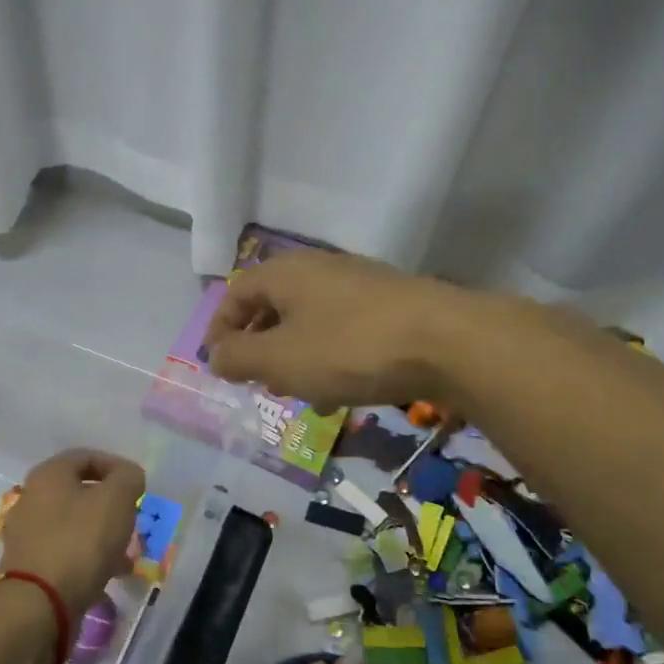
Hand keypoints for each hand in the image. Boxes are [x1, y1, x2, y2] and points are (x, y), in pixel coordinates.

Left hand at [0, 449, 145, 627]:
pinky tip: (109, 572)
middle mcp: (32, 497)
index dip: (116, 466)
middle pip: (79, 491)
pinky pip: (66, 549)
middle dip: (111, 504)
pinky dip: (89, 555)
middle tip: (132, 519)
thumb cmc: (81, 541)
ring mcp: (27, 532)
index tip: (138, 487)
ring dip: (102, 532)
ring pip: (74, 523)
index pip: (86, 456)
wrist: (40, 603)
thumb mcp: (116, 500)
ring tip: (127, 552)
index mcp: (48, 474)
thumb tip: (128, 476)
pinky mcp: (29, 563)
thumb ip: (128, 478)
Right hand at [202, 251, 460, 411]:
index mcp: (285, 274)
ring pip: (310, 321)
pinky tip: (339, 394)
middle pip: (274, 305)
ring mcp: (359, 285)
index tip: (216, 364)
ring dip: (294, 356)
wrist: (448, 341)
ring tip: (296, 392)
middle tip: (255, 379)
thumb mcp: (279, 359)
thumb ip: (238, 357)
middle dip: (259, 345)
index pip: (235, 293)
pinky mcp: (391, 306)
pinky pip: (343, 331)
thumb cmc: (348, 348)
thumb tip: (215, 355)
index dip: (219, 329)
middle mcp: (319, 269)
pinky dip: (329, 359)